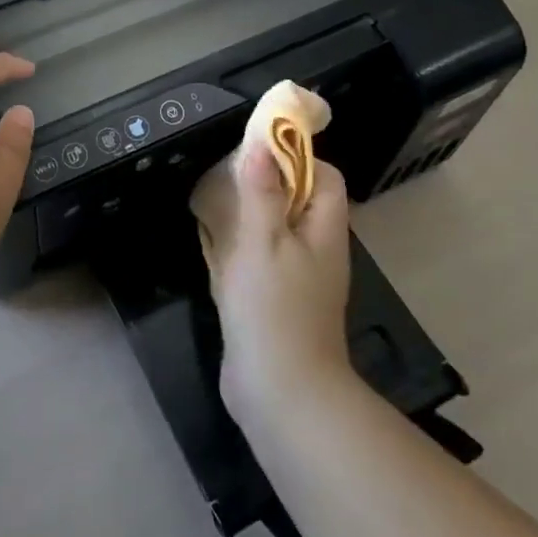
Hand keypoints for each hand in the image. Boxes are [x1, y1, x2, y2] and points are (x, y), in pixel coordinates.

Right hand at [190, 147, 353, 426]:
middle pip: (297, 202)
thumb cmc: (273, 307)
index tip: (258, 151)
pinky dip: (239, 251)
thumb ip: (262, 191)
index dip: (296, 157)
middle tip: (226, 177)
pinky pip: (260, 264)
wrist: (281, 393)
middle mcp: (318, 251)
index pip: (325, 177)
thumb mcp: (263, 240)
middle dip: (264, 185)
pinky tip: (212, 250)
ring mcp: (298, 281)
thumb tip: (262, 143)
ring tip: (212, 206)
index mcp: (324, 230)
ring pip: (275, 233)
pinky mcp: (276, 305)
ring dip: (247, 218)